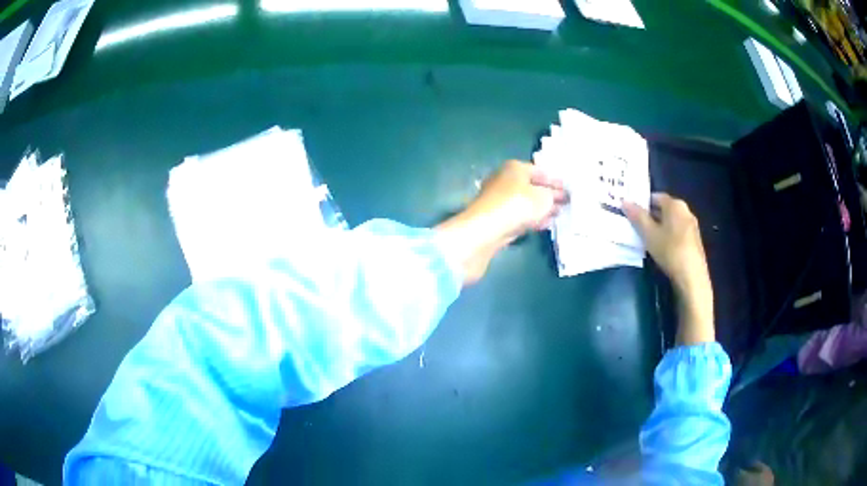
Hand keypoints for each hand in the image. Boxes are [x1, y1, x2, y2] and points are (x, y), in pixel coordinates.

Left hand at [468, 160, 567, 243]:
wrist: (487, 228)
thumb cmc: (518, 204)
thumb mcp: (544, 197)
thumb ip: (553, 196)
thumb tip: (557, 196)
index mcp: (515, 167)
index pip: (540, 171)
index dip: (555, 180)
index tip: (568, 189)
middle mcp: (505, 179)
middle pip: (532, 186)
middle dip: (549, 195)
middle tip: (565, 202)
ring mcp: (500, 199)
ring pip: (526, 202)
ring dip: (542, 208)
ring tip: (558, 214)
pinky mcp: (498, 217)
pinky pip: (520, 215)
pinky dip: (533, 218)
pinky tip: (546, 224)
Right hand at [624, 194, 714, 344]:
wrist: (692, 277)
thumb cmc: (670, 251)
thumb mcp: (649, 234)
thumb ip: (637, 217)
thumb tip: (624, 201)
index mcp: (675, 204)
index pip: (655, 197)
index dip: (642, 203)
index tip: (631, 213)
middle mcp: (686, 210)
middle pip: (664, 208)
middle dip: (650, 216)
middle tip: (636, 226)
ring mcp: (692, 226)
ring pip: (671, 221)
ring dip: (659, 227)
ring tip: (646, 239)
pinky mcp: (694, 240)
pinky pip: (677, 232)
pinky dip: (668, 236)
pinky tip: (661, 249)